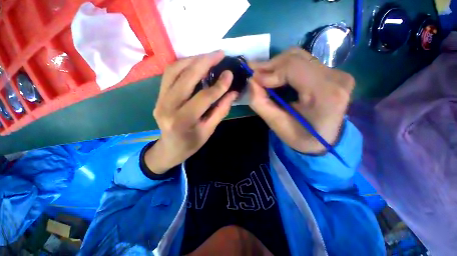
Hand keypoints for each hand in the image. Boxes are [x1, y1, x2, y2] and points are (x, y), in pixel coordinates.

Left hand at [145, 51, 237, 173]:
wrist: (170, 148)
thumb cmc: (191, 143)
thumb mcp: (209, 130)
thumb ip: (220, 110)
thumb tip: (233, 92)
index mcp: (182, 121)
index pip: (203, 98)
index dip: (218, 85)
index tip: (230, 74)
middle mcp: (167, 107)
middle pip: (186, 78)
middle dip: (204, 63)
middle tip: (219, 53)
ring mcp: (159, 99)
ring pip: (174, 71)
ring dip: (192, 60)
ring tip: (208, 56)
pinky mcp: (158, 95)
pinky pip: (169, 74)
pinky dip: (183, 64)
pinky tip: (195, 62)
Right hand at [248, 48, 354, 153]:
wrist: (326, 141)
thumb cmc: (301, 137)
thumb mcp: (277, 124)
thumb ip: (260, 103)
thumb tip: (251, 81)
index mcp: (325, 94)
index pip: (293, 68)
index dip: (269, 71)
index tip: (253, 79)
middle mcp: (335, 78)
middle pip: (295, 58)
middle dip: (270, 65)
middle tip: (254, 73)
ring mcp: (337, 73)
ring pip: (299, 57)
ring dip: (277, 65)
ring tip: (262, 74)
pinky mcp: (334, 73)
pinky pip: (304, 63)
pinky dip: (286, 68)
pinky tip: (276, 76)